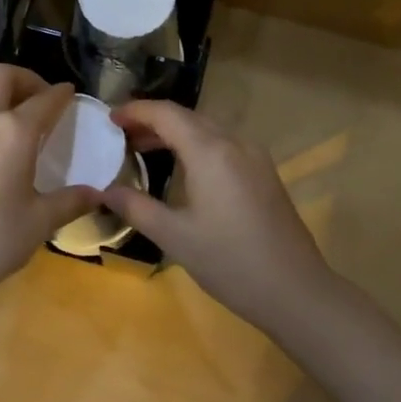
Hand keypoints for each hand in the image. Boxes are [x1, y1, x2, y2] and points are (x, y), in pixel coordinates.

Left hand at [0, 67, 100, 304]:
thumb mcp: (40, 222)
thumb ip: (71, 201)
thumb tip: (97, 194)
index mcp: (13, 131)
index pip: (44, 99)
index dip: (62, 94)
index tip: (72, 94)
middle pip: (2, 76)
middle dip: (27, 80)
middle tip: (44, 102)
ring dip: (4, 98)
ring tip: (24, 127)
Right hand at [102, 99, 334, 328]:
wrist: (296, 290)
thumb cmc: (230, 262)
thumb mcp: (174, 236)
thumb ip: (136, 207)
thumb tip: (104, 190)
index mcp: (210, 151)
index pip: (166, 114)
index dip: (135, 110)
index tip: (109, 119)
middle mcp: (234, 142)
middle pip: (187, 117)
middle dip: (152, 120)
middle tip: (121, 135)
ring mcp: (254, 156)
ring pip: (207, 128)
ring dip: (174, 132)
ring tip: (143, 150)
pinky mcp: (264, 172)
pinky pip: (223, 143)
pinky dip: (196, 144)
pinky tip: (183, 168)